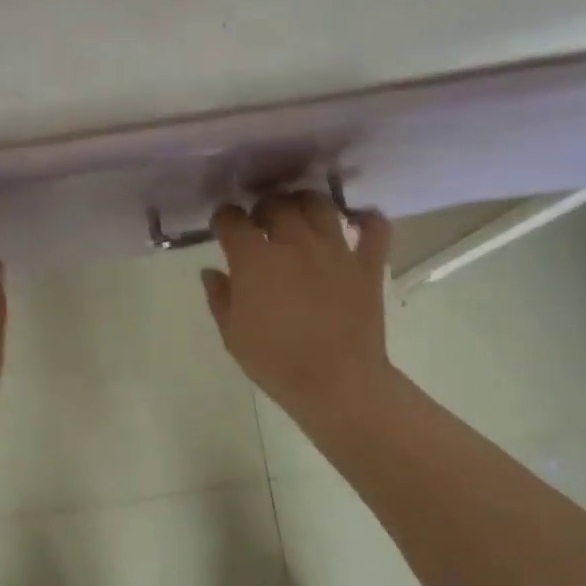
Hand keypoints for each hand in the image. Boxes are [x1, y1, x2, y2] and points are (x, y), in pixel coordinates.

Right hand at [201, 192, 394, 419]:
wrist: (336, 383)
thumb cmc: (275, 361)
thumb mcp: (232, 335)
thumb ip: (219, 297)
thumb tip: (211, 272)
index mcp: (255, 259)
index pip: (232, 220)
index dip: (223, 219)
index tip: (222, 227)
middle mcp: (294, 243)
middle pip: (276, 205)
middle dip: (262, 207)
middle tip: (259, 222)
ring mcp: (335, 250)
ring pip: (320, 205)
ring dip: (305, 203)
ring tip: (299, 214)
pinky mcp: (367, 265)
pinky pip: (374, 229)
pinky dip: (367, 219)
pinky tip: (357, 220)